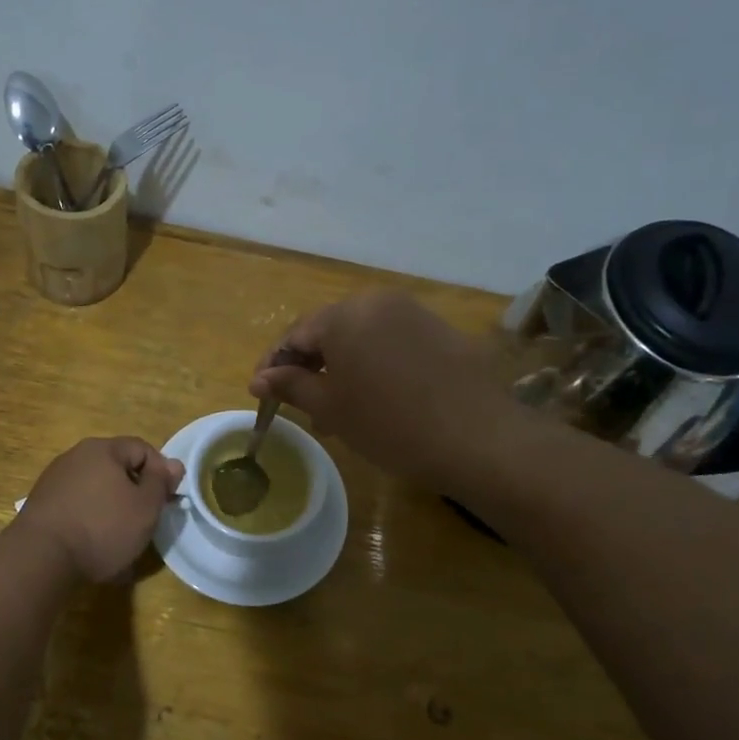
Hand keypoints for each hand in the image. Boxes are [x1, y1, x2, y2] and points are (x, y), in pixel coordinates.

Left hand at [16, 437, 184, 581]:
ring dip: (113, 509)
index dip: (161, 471)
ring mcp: (54, 480)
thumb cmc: (102, 527)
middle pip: (117, 468)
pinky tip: (95, 547)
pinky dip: (91, 522)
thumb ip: (161, 482)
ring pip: (96, 490)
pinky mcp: (41, 506)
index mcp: (102, 449)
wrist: (40, 559)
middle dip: (135, 492)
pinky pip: (77, 508)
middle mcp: (75, 456)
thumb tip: (173, 464)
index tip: (168, 499)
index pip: (142, 448)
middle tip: (147, 520)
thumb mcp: (145, 507)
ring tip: (122, 539)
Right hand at [249, 291, 522, 492]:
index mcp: (345, 314)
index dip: (274, 365)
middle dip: (309, 366)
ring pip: (362, 338)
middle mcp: (378, 301)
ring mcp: (414, 313)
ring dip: (342, 368)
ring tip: (336, 411)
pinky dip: (373, 366)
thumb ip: (291, 385)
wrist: (478, 438)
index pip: (295, 335)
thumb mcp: (331, 408)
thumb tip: (260, 378)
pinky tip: (375, 399)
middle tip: (298, 404)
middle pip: (329, 331)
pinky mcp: (440, 331)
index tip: (261, 394)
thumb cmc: (390, 424)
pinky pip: (391, 343)